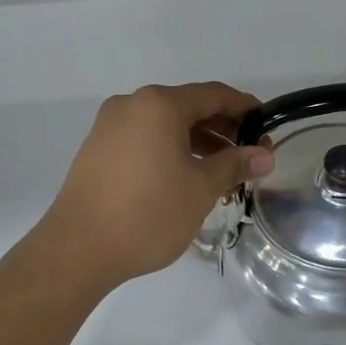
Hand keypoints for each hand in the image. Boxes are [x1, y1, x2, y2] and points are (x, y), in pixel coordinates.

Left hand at [35, 82, 274, 289]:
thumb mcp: (200, 189)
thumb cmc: (148, 214)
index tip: (267, 127)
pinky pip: (144, 139)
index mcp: (159, 105)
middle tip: (249, 156)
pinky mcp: (98, 150)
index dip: (244, 108)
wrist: (78, 250)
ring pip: (165, 125)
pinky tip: (187, 178)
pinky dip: (170, 151)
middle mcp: (131, 105)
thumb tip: (264, 155)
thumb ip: (234, 165)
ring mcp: (109, 127)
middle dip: (222, 129)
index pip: (213, 95)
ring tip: (222, 174)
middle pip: (188, 107)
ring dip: (197, 143)